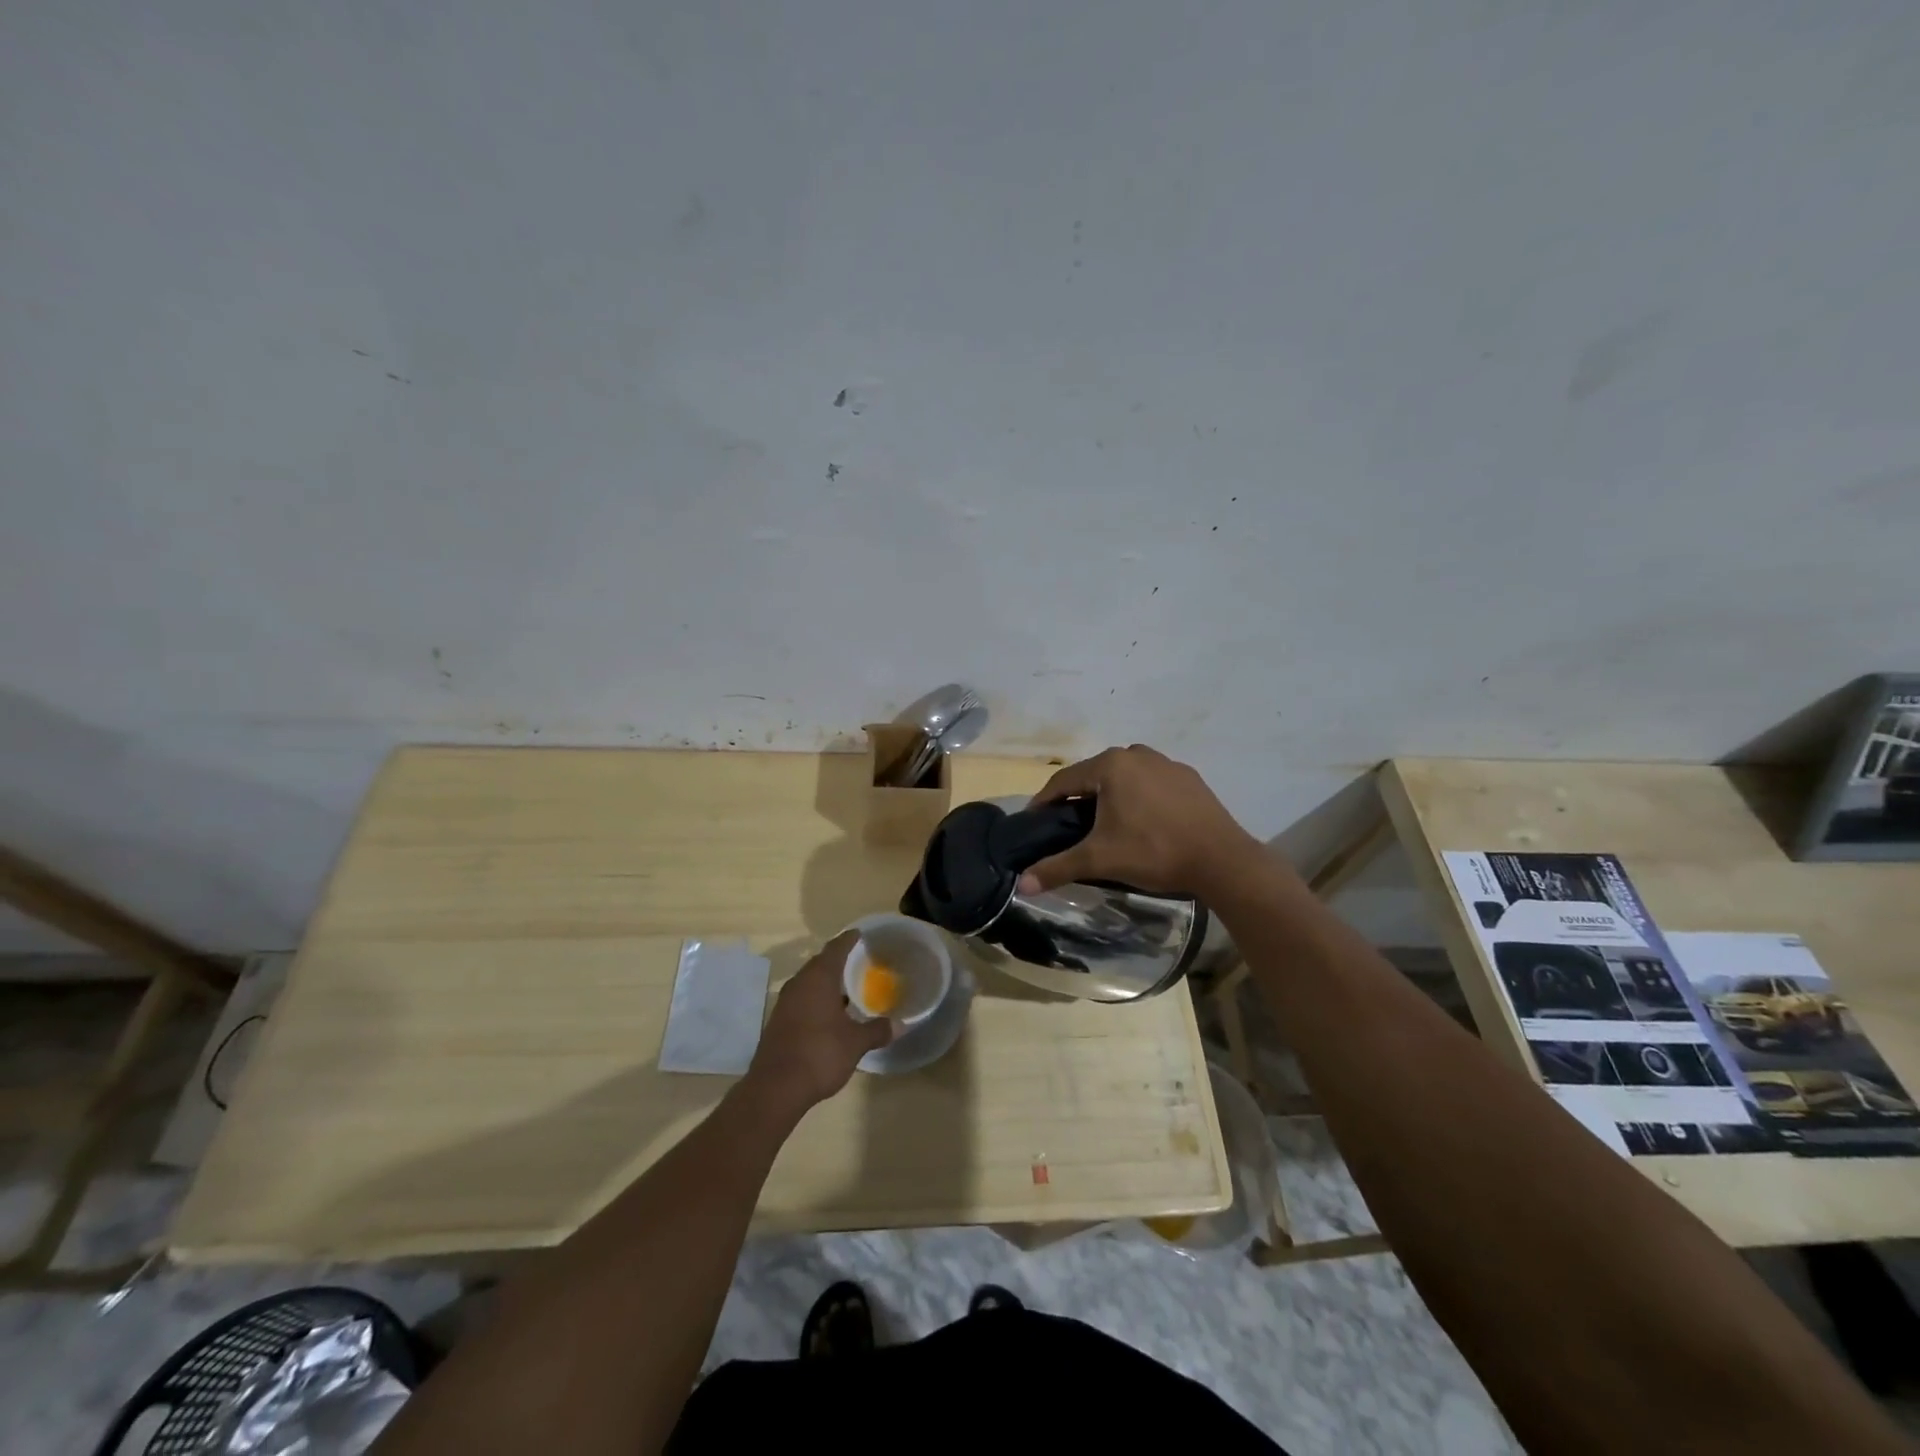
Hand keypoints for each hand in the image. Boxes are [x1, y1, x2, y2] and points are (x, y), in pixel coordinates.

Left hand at [745, 931, 892, 1113]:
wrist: (775, 1088)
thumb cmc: (820, 1054)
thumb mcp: (855, 1043)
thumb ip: (877, 1030)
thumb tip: (899, 1024)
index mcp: (818, 979)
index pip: (835, 949)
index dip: (848, 940)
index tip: (859, 934)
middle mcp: (799, 984)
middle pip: (819, 963)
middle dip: (837, 960)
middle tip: (858, 961)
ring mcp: (785, 1003)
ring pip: (808, 983)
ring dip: (825, 982)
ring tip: (846, 988)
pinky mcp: (778, 1022)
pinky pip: (801, 1000)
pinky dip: (816, 999)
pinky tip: (829, 1014)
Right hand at [1018, 745, 1264, 895]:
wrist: (1222, 860)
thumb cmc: (1154, 852)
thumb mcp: (1100, 860)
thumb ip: (1057, 867)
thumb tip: (1021, 885)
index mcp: (1110, 765)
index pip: (1064, 780)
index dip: (1045, 802)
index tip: (1035, 822)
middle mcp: (1136, 753)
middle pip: (1094, 774)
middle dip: (1078, 798)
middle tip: (1068, 827)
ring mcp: (1166, 763)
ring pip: (1124, 776)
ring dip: (1110, 795)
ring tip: (1105, 825)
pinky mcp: (1189, 778)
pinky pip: (1151, 783)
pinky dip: (1139, 797)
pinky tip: (1143, 822)